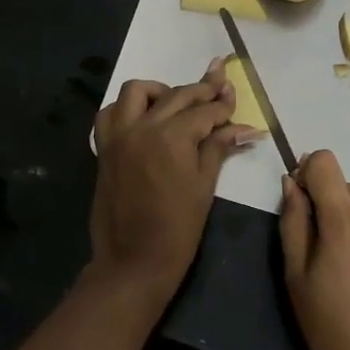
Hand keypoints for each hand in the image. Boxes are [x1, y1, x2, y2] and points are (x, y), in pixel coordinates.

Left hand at [89, 59, 257, 306]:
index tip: (234, 98)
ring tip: (176, 103)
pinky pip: (110, 113)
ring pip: (137, 91)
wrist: (133, 261)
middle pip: (176, 95)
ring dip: (159, 91)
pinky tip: (143, 118)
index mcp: (172, 137)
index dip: (223, 106)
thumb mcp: (204, 186)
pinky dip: (126, 108)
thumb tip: (245, 129)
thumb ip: (218, 148)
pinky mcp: (104, 147)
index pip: (204, 111)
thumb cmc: (178, 229)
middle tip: (219, 88)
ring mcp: (119, 135)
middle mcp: (143, 126)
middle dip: (201, 90)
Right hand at [280, 150, 349, 349]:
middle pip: (347, 189)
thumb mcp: (296, 276)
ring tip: (348, 273)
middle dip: (329, 206)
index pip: (326, 162)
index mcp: (345, 220)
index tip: (301, 200)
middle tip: (320, 249)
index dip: (309, 172)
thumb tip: (291, 184)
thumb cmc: (331, 328)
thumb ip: (293, 222)